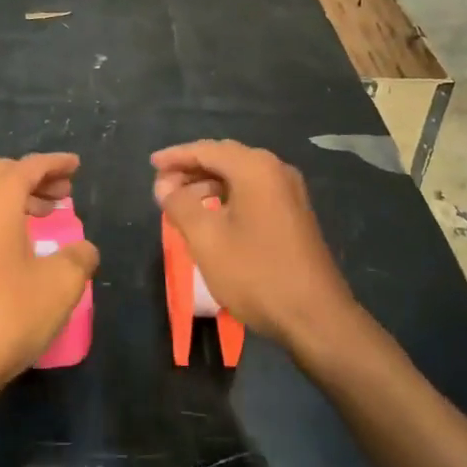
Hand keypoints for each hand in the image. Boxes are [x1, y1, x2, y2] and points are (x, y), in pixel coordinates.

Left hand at [0, 153, 98, 397]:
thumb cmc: (7, 314)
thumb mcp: (60, 284)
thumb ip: (79, 258)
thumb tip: (84, 250)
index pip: (28, 167)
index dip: (55, 163)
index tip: (76, 166)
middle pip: (1, 174)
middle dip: (34, 177)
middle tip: (63, 192)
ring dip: (17, 197)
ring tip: (46, 215)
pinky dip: (2, 218)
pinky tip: (20, 246)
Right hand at [152, 140, 357, 354]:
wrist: (315, 316)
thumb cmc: (255, 273)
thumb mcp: (206, 239)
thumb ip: (180, 205)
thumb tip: (164, 185)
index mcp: (255, 168)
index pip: (207, 150)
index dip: (176, 156)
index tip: (151, 164)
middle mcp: (275, 169)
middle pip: (225, 158)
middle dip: (191, 168)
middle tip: (162, 183)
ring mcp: (289, 191)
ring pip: (240, 176)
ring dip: (209, 184)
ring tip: (180, 203)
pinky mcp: (294, 212)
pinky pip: (254, 191)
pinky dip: (228, 196)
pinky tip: (212, 215)